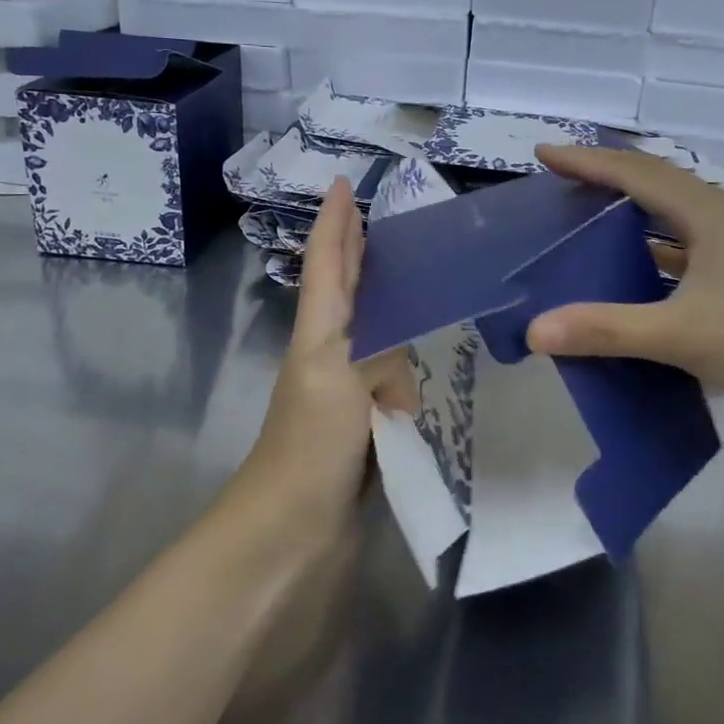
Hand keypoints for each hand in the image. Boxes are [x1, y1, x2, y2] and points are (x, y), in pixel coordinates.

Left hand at [240, 178, 417, 533]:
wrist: (287, 541)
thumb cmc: (308, 451)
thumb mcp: (340, 384)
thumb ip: (380, 355)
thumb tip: (407, 367)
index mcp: (320, 338)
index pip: (329, 266)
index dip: (336, 224)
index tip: (344, 182)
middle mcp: (333, 360)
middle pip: (346, 294)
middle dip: (358, 255)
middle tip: (382, 220)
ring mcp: (349, 398)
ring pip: (375, 334)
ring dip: (390, 302)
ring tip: (424, 278)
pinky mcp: (369, 434)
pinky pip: (396, 382)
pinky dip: (412, 360)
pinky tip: (435, 359)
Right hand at [525, 145, 723, 435]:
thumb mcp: (683, 335)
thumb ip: (607, 329)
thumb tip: (535, 330)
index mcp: (712, 215)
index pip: (638, 173)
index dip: (588, 161)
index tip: (543, 152)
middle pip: (659, 186)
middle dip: (608, 180)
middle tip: (563, 185)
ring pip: (677, 219)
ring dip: (634, 216)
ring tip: (591, 223)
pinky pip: (691, 250)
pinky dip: (656, 252)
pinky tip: (639, 274)